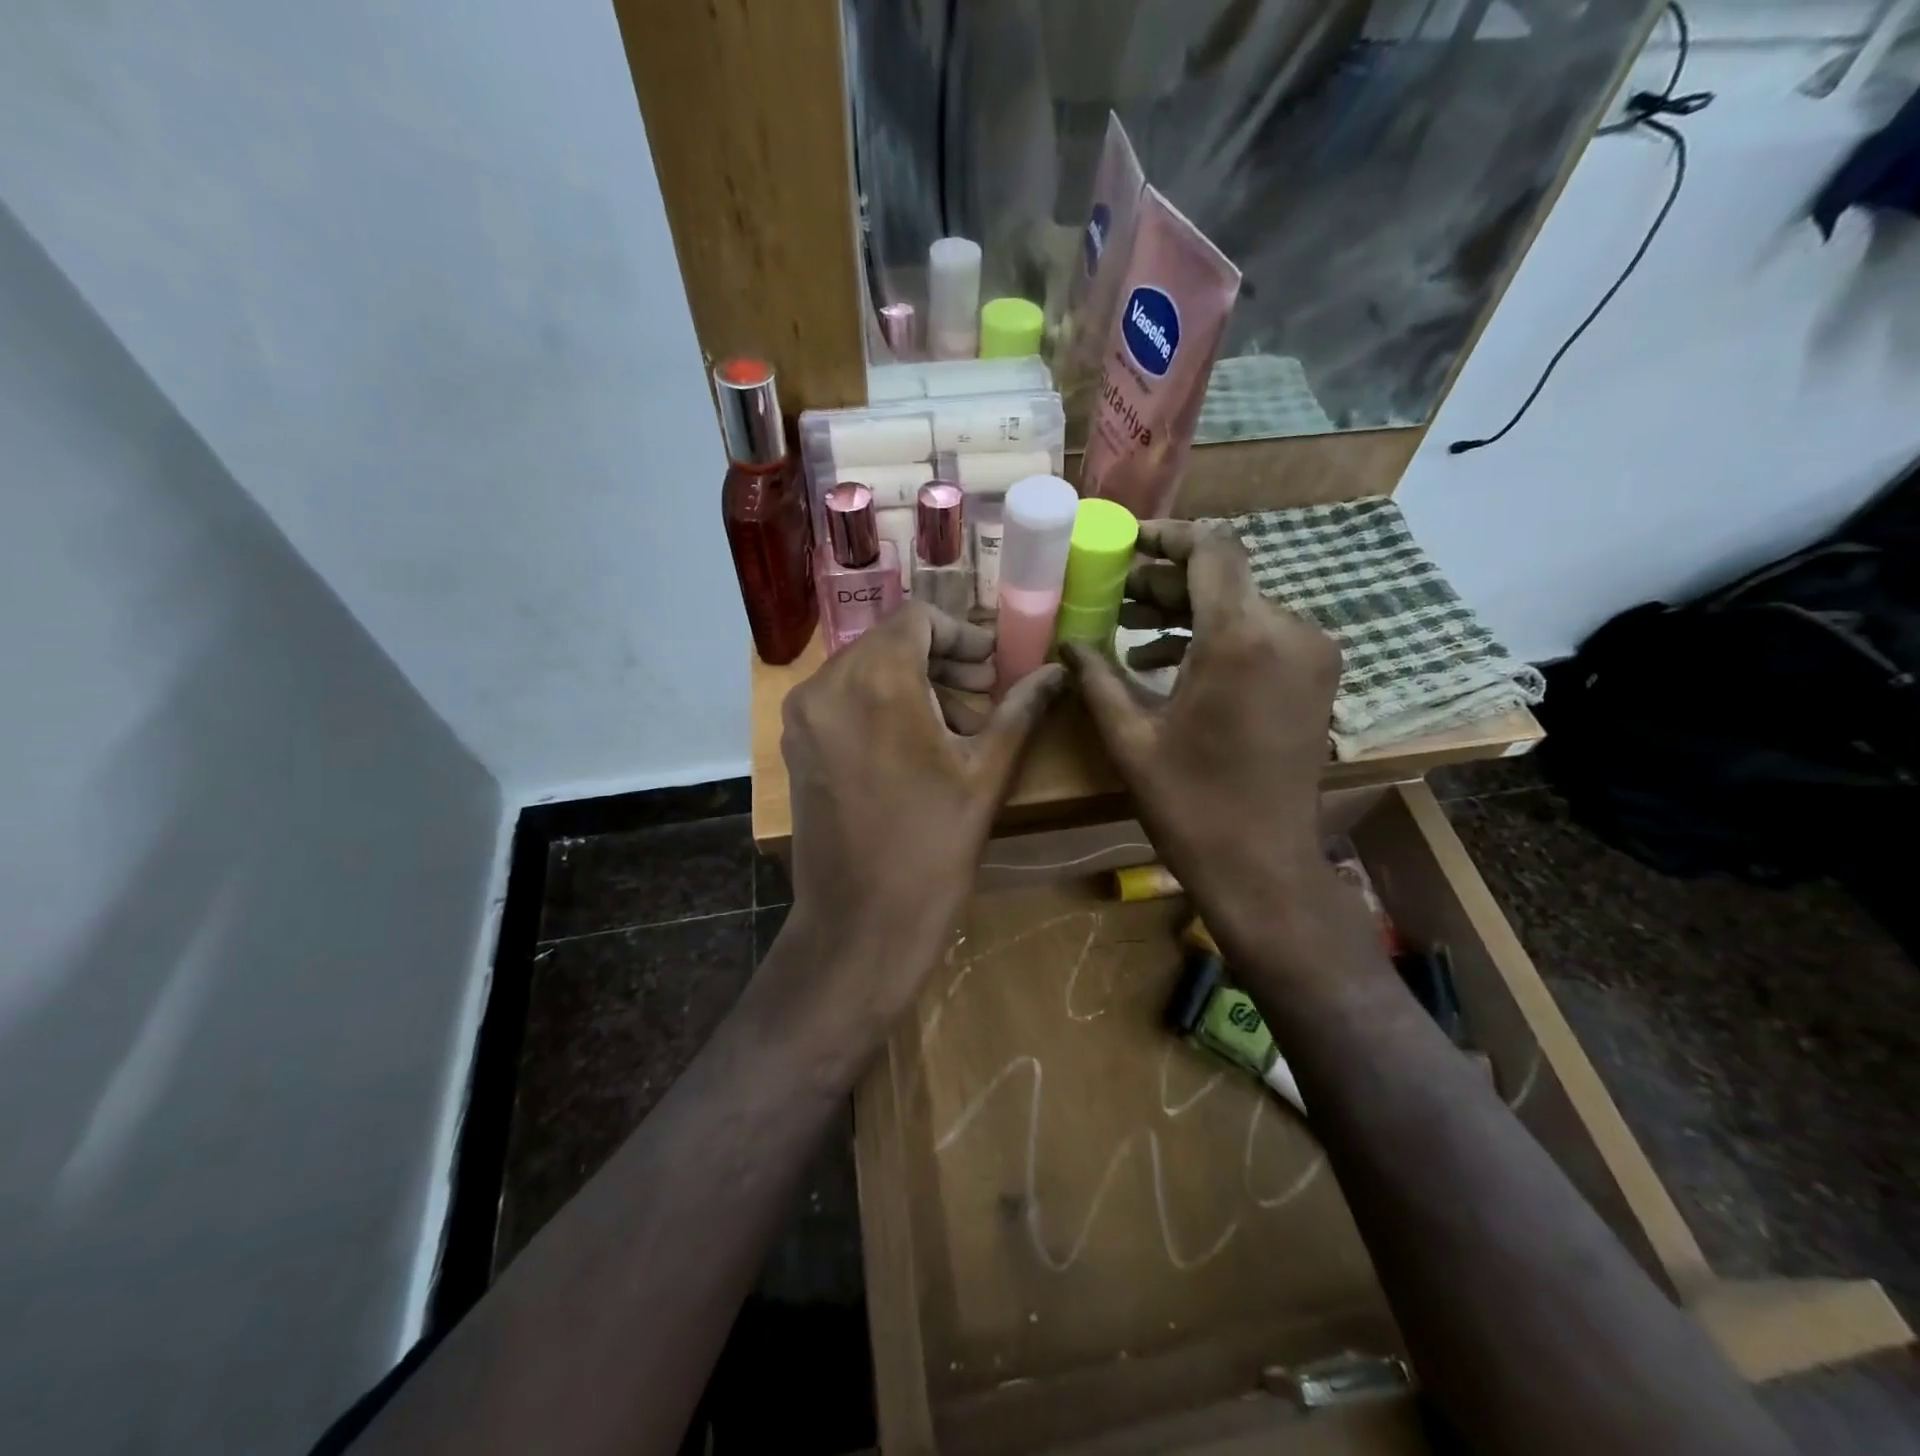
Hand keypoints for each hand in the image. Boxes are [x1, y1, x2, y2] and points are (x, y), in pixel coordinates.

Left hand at [780, 604, 1065, 1029]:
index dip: (962, 635)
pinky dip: (879, 704)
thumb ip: (1021, 709)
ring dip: (911, 682)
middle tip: (982, 696)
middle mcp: (827, 685)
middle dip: (940, 661)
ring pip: (863, 670)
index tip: (992, 668)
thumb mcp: (987, 773)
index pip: (918, 618)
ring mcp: (804, 717)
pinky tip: (912, 745)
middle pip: (889, 642)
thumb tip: (1058, 672)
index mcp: (877, 680)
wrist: (861, 923)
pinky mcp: (796, 746)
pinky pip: (841, 701)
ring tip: (954, 726)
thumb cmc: (933, 847)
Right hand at [1061, 521, 1352, 977]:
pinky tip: (1164, 664)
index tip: (1125, 543)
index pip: (1211, 549)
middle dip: (1164, 581)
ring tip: (1127, 629)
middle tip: (1111, 593)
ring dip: (1185, 612)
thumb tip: (1066, 642)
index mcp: (1241, 638)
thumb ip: (1097, 677)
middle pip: (1224, 578)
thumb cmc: (1190, 804)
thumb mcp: (1131, 738)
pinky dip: (1215, 638)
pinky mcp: (1313, 679)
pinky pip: (1260, 636)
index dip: (1166, 536)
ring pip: (1241, 606)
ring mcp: (1310, 655)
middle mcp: (1288, 631)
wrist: (1264, 866)